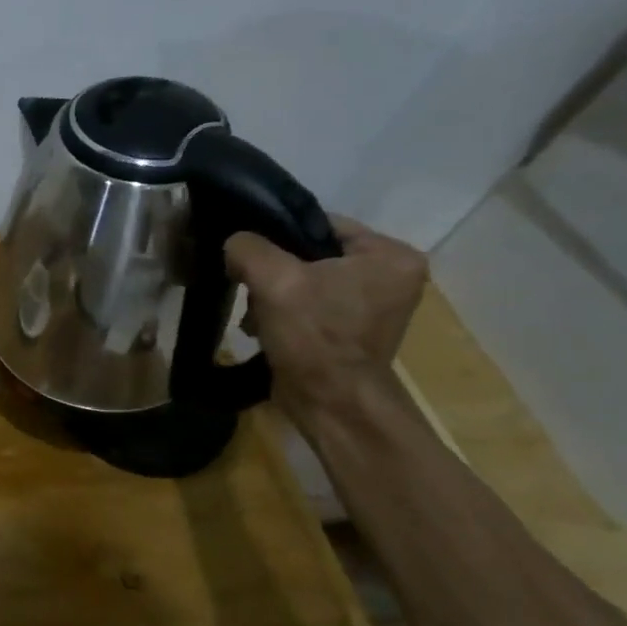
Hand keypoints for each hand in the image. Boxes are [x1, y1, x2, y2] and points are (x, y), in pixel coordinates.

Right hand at [225, 215, 427, 424]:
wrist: (330, 402)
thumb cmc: (315, 336)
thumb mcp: (274, 280)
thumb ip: (248, 248)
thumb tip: (235, 243)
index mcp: (391, 255)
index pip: (321, 224)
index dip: (278, 234)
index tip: (247, 253)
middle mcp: (392, 275)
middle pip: (312, 253)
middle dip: (274, 270)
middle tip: (251, 287)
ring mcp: (374, 304)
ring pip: (306, 279)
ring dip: (274, 294)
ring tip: (256, 313)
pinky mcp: (352, 328)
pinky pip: (310, 303)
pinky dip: (284, 311)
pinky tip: (264, 326)